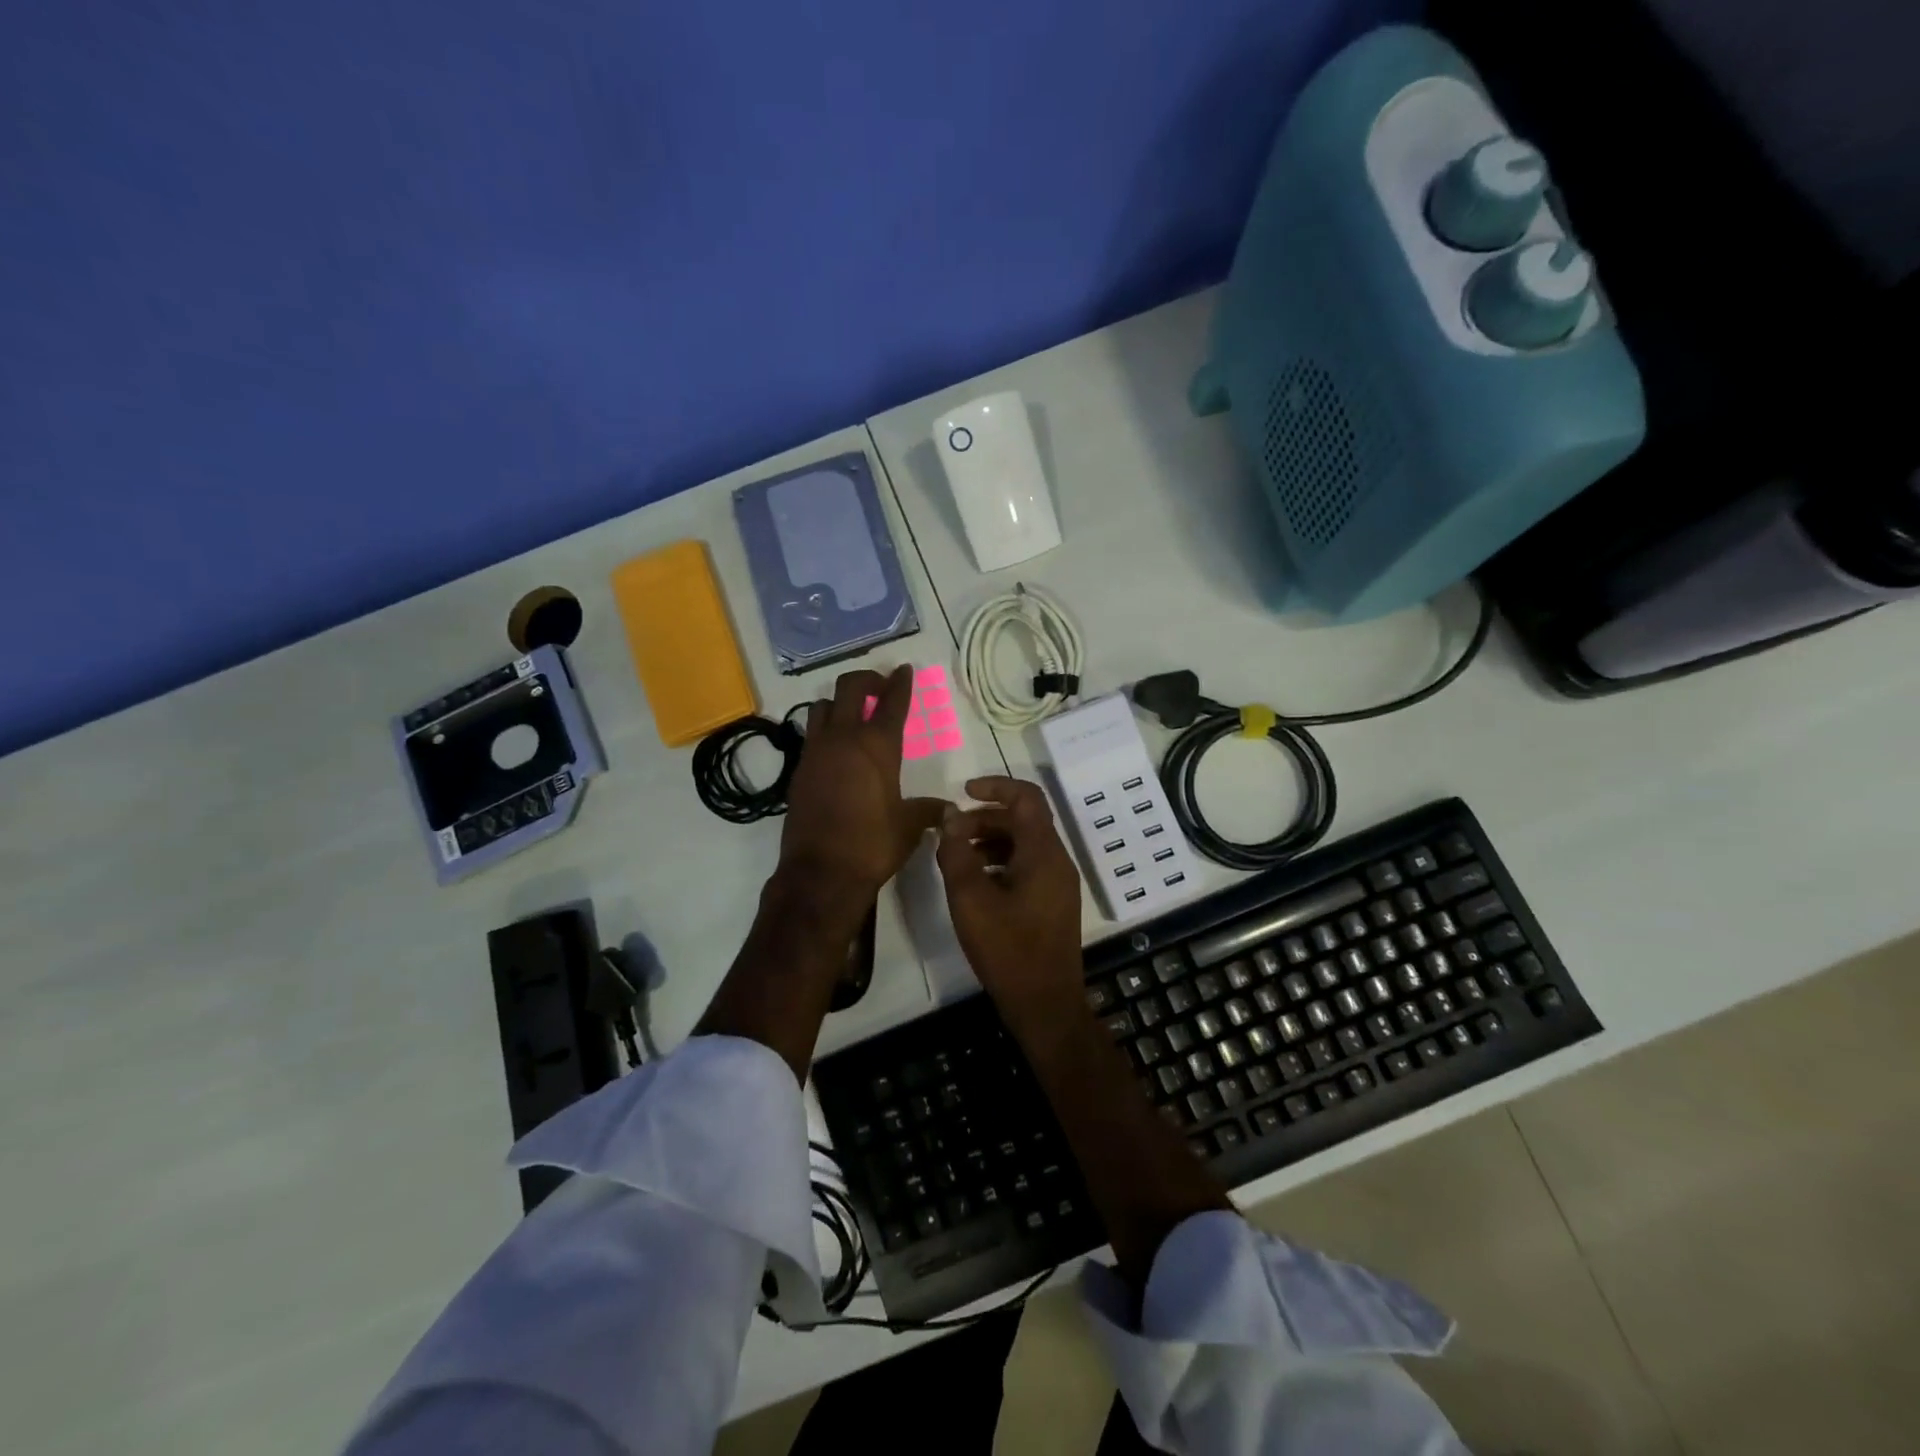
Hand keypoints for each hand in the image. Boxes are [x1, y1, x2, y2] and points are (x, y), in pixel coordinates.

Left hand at [779, 665, 946, 915]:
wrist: (821, 873)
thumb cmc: (873, 845)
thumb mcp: (909, 826)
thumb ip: (928, 811)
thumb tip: (949, 810)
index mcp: (877, 746)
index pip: (892, 701)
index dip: (900, 683)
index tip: (903, 670)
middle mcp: (844, 739)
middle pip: (850, 687)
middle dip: (867, 680)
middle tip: (880, 688)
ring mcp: (816, 752)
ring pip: (822, 706)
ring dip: (839, 703)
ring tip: (853, 716)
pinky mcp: (799, 770)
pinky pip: (811, 735)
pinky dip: (825, 730)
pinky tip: (836, 750)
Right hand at [936, 775, 1084, 1029]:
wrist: (1045, 1005)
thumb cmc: (1008, 950)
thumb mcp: (971, 899)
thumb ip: (956, 853)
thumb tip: (950, 817)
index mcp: (1043, 853)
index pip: (1026, 797)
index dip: (996, 786)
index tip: (964, 792)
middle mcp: (1057, 861)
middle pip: (1023, 820)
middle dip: (984, 818)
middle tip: (950, 834)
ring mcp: (1057, 883)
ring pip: (1024, 844)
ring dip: (990, 840)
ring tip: (956, 857)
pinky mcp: (1052, 902)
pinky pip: (1027, 866)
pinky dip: (1000, 862)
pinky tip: (975, 883)